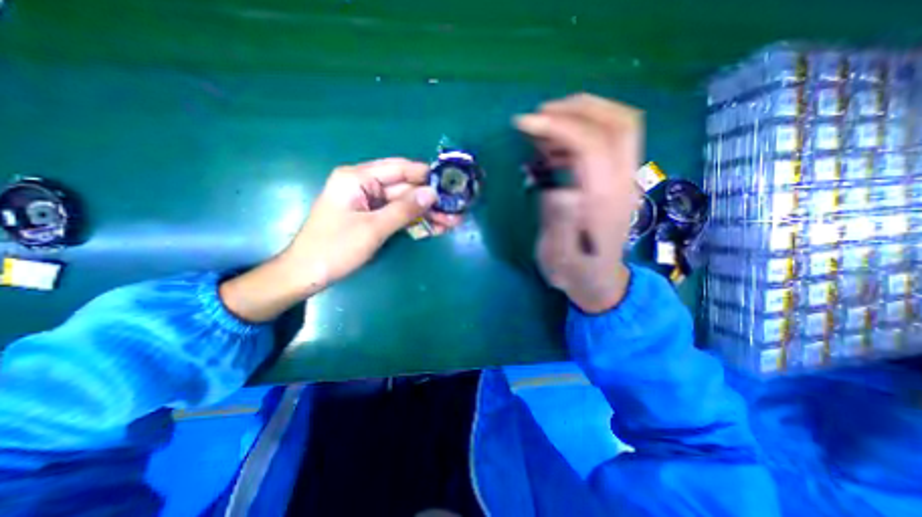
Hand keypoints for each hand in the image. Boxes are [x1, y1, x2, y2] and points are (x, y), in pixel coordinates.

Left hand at [219, 156, 457, 323]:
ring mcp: (369, 203)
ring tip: (453, 222)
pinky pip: (398, 216)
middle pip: (405, 189)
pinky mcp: (372, 219)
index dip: (425, 175)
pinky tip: (436, 228)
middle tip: (457, 209)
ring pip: (404, 204)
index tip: (449, 182)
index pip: (399, 169)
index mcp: (357, 178)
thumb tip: (433, 193)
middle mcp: (364, 186)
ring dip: (427, 213)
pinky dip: (415, 222)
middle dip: (430, 200)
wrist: (307, 274)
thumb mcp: (373, 228)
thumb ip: (404, 209)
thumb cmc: (335, 248)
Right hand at [516, 93, 642, 313]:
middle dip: (576, 109)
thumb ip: (559, 222)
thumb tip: (557, 188)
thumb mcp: (558, 254)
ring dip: (582, 114)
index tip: (525, 123)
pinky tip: (557, 146)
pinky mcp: (620, 179)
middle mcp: (623, 183)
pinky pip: (611, 140)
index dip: (558, 125)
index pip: (591, 144)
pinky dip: (584, 130)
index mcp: (604, 201)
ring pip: (620, 125)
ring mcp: (626, 179)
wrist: (597, 280)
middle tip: (540, 115)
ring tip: (545, 125)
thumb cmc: (572, 270)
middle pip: (618, 123)